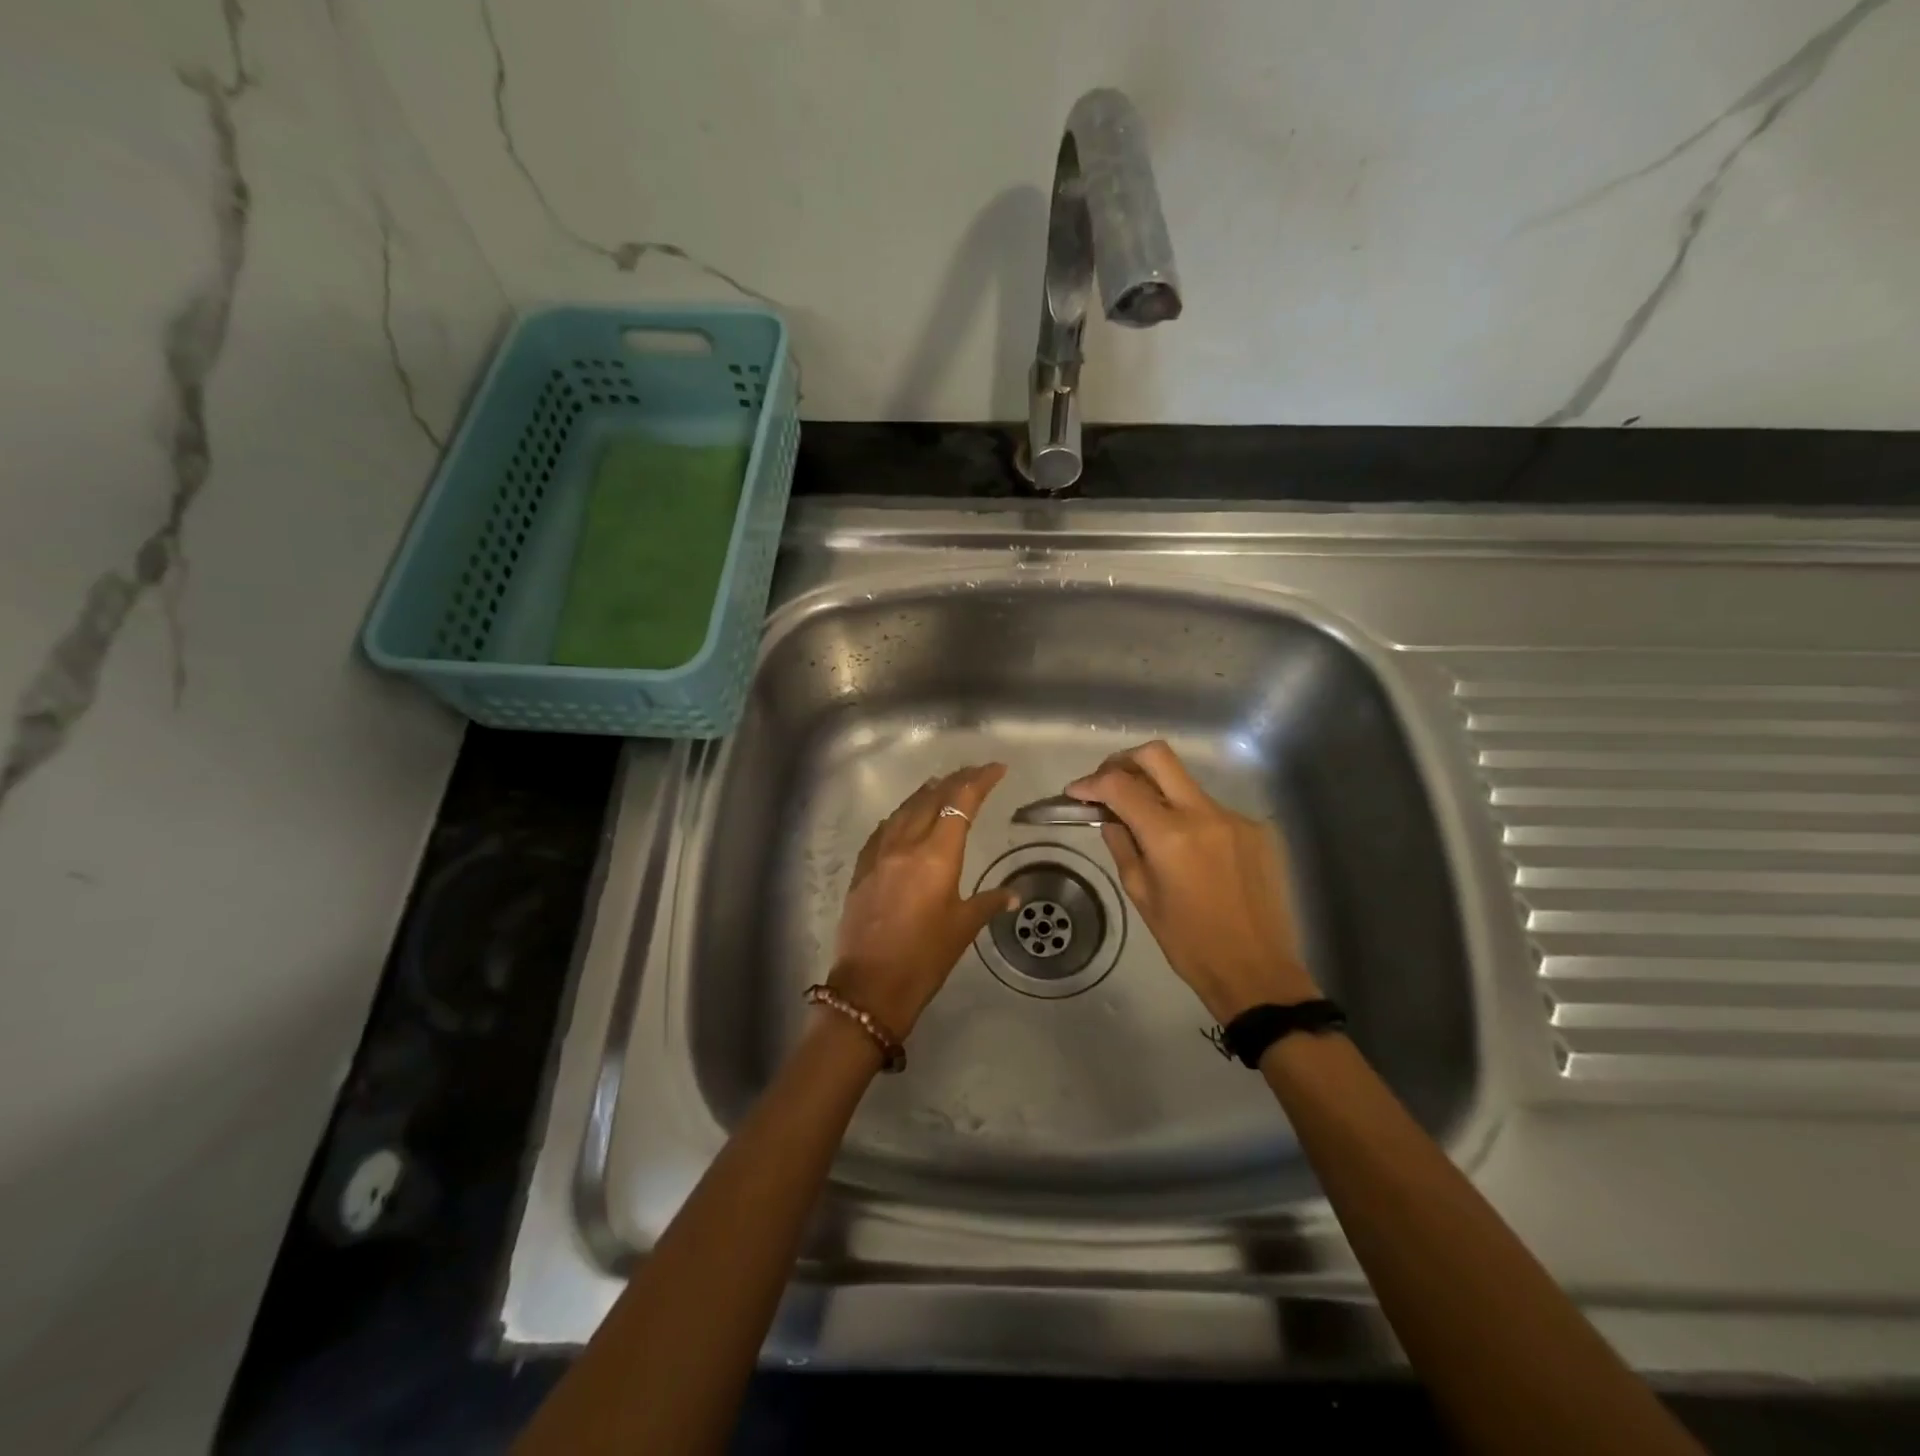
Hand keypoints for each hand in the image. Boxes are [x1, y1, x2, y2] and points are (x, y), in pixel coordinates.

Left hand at [829, 763, 1018, 1038]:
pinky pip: (883, 830)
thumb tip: (1012, 894)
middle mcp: (906, 844)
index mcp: (937, 855)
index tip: (996, 769)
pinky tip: (903, 817)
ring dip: (925, 793)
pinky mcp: (862, 869)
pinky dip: (900, 816)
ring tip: (941, 785)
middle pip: (932, 798)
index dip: (979, 780)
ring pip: (904, 809)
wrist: (870, 986)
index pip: (961, 802)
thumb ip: (988, 902)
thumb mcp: (962, 928)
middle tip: (974, 773)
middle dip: (955, 781)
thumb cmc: (924, 958)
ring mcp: (879, 854)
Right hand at [1068, 741, 1319, 1024]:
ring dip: (1158, 792)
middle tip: (1108, 782)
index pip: (1121, 785)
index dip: (1092, 782)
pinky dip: (1189, 818)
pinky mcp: (1256, 829)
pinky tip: (1188, 851)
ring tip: (1146, 824)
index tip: (1076, 792)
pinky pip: (1211, 810)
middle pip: (1158, 756)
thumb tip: (1110, 817)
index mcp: (1170, 836)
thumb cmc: (1188, 942)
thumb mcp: (1141, 895)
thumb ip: (1123, 846)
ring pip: (1186, 783)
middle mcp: (1204, 814)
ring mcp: (1235, 818)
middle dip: (1124, 761)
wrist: (1256, 970)